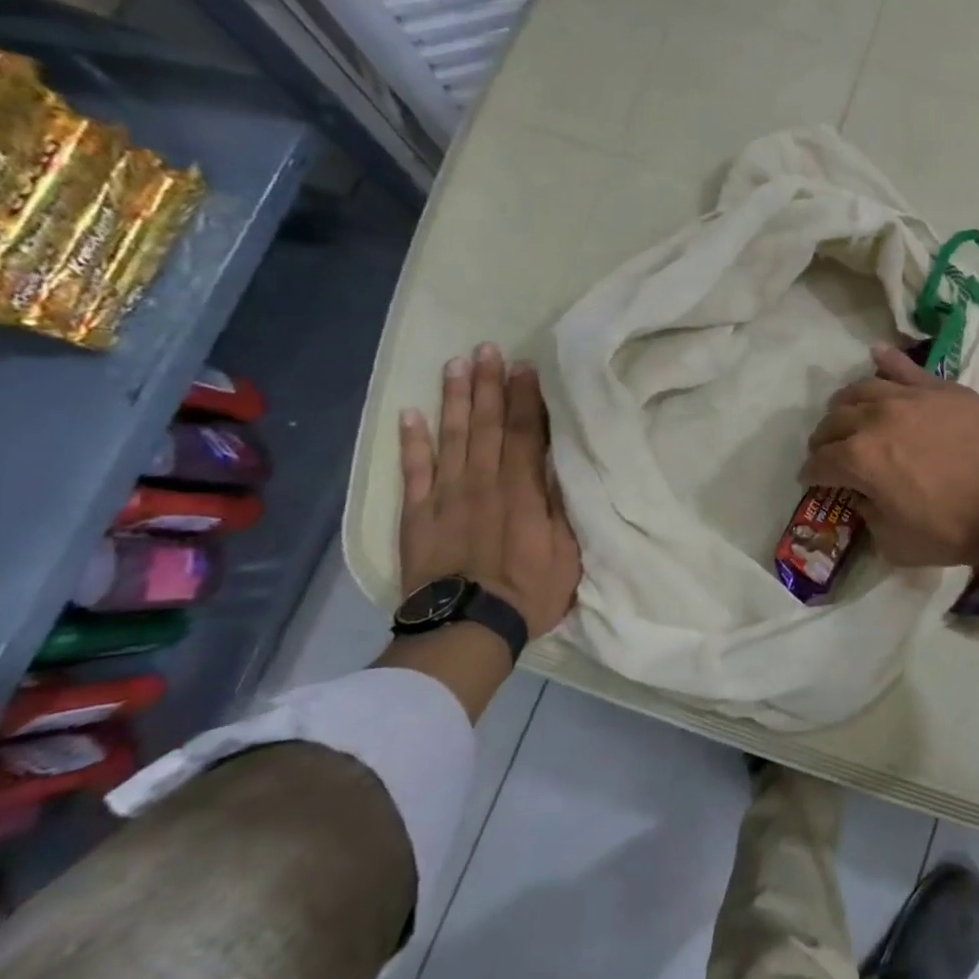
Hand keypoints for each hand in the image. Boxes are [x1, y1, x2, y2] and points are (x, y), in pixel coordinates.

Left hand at [399, 343, 579, 639]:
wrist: (467, 629)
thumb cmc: (529, 592)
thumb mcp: (568, 552)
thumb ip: (561, 506)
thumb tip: (558, 465)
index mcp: (523, 491)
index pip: (526, 433)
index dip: (525, 397)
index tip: (524, 366)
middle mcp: (483, 483)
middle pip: (486, 425)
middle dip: (488, 385)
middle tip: (487, 349)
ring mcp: (446, 497)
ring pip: (450, 438)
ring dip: (453, 400)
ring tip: (455, 365)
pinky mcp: (417, 516)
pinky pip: (413, 472)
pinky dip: (411, 442)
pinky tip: (410, 414)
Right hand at [801, 344, 978, 566]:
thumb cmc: (958, 528)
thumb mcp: (899, 544)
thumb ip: (870, 518)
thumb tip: (864, 498)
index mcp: (859, 460)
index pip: (819, 463)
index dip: (812, 475)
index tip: (814, 482)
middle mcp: (875, 420)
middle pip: (833, 422)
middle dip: (824, 440)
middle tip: (830, 453)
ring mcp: (909, 397)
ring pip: (861, 389)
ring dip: (846, 405)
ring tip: (849, 414)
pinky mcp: (940, 387)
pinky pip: (904, 367)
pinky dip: (886, 361)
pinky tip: (876, 355)